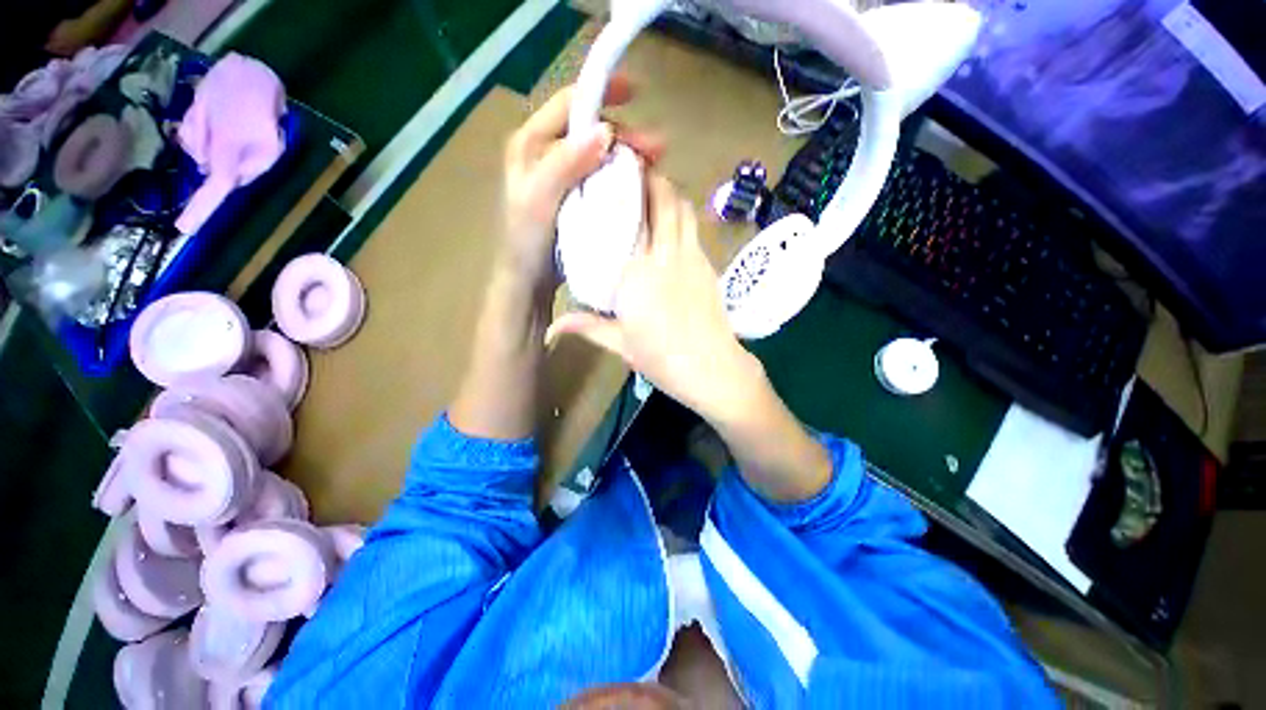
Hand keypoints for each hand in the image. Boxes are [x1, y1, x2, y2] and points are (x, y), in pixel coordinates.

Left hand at [501, 76, 662, 292]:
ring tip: (657, 167)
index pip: (569, 104)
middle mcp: (547, 154)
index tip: (637, 92)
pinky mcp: (576, 198)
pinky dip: (622, 179)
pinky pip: (603, 179)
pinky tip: (640, 186)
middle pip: (591, 130)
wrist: (529, 281)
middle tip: (659, 149)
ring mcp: (563, 177)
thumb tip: (604, 131)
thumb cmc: (528, 242)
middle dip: (627, 135)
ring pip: (600, 155)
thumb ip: (565, 164)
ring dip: (629, 157)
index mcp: (531, 144)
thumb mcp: (539, 200)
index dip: (601, 92)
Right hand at [546, 174, 762, 419]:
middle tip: (634, 174)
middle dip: (653, 178)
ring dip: (671, 195)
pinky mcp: (708, 267)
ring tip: (653, 195)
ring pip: (684, 210)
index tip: (615, 173)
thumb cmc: (661, 358)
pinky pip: (694, 230)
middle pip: (666, 199)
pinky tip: (671, 230)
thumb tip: (553, 327)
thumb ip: (587, 327)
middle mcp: (667, 255)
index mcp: (638, 271)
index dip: (630, 187)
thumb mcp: (620, 344)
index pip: (635, 215)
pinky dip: (683, 218)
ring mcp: (693, 258)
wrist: (712, 369)